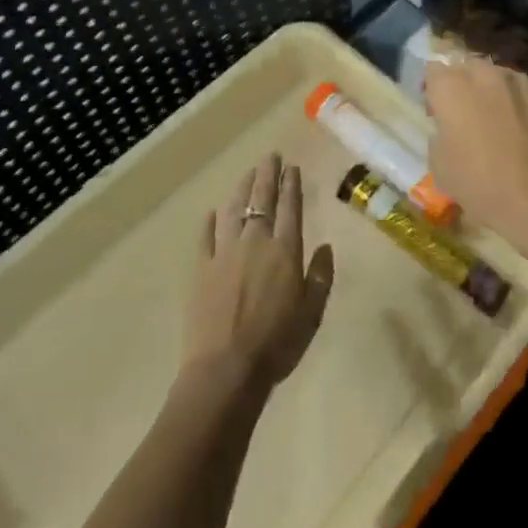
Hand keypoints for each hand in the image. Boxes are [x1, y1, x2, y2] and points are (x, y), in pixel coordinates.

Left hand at [182, 155, 334, 394]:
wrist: (226, 371)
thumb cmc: (277, 344)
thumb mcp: (312, 313)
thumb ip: (321, 277)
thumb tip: (326, 247)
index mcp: (285, 251)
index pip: (290, 207)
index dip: (291, 184)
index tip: (291, 167)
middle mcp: (255, 242)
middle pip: (262, 200)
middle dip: (267, 175)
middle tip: (270, 156)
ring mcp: (224, 254)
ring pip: (234, 211)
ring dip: (241, 189)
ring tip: (247, 174)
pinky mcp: (201, 270)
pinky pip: (206, 238)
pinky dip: (210, 222)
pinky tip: (212, 212)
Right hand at [424, 56, 527, 261]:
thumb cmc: (483, 186)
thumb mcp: (440, 167)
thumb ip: (440, 133)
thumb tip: (450, 126)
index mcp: (453, 87)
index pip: (433, 71)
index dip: (434, 91)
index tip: (438, 113)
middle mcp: (488, 73)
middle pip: (469, 67)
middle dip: (466, 85)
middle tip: (469, 116)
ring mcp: (524, 81)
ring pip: (503, 77)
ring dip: (498, 93)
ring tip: (505, 122)